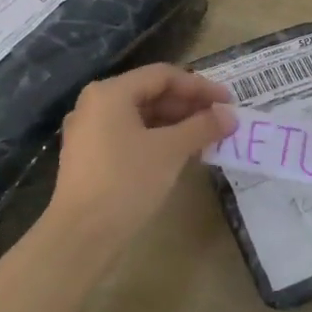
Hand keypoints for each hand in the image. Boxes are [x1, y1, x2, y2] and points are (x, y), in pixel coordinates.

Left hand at [48, 64, 235, 257]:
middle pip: (150, 93)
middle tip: (221, 121)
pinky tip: (181, 153)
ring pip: (141, 116)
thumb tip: (230, 115)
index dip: (199, 86)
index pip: (163, 75)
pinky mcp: (90, 156)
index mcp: (110, 92)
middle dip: (188, 106)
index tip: (228, 102)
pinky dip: (157, 139)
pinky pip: (130, 135)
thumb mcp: (171, 150)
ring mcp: (89, 131)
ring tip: (207, 138)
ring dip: (176, 124)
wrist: (82, 235)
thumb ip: (202, 126)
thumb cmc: (127, 182)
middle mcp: (95, 104)